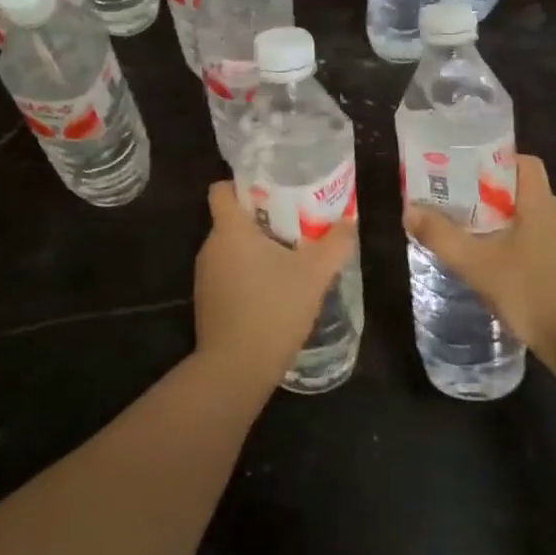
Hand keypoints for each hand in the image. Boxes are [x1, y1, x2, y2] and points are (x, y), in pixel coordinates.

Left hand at [193, 182, 355, 395]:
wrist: (236, 370)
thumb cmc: (273, 309)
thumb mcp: (314, 274)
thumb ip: (335, 244)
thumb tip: (350, 221)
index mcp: (230, 230)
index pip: (222, 189)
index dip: (243, 184)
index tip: (273, 189)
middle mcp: (210, 247)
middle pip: (233, 218)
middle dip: (263, 217)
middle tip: (297, 221)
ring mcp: (205, 277)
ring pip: (232, 248)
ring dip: (258, 248)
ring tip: (291, 255)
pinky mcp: (208, 302)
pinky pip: (229, 273)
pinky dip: (249, 274)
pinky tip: (276, 289)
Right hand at [405, 154, 555, 369]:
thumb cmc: (533, 292)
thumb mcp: (479, 264)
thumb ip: (442, 237)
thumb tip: (409, 210)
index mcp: (540, 204)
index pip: (523, 162)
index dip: (494, 159)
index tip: (463, 167)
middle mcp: (555, 218)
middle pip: (519, 190)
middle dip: (484, 192)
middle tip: (451, 199)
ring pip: (523, 220)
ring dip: (494, 222)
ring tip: (461, 230)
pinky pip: (530, 245)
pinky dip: (507, 247)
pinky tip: (486, 265)